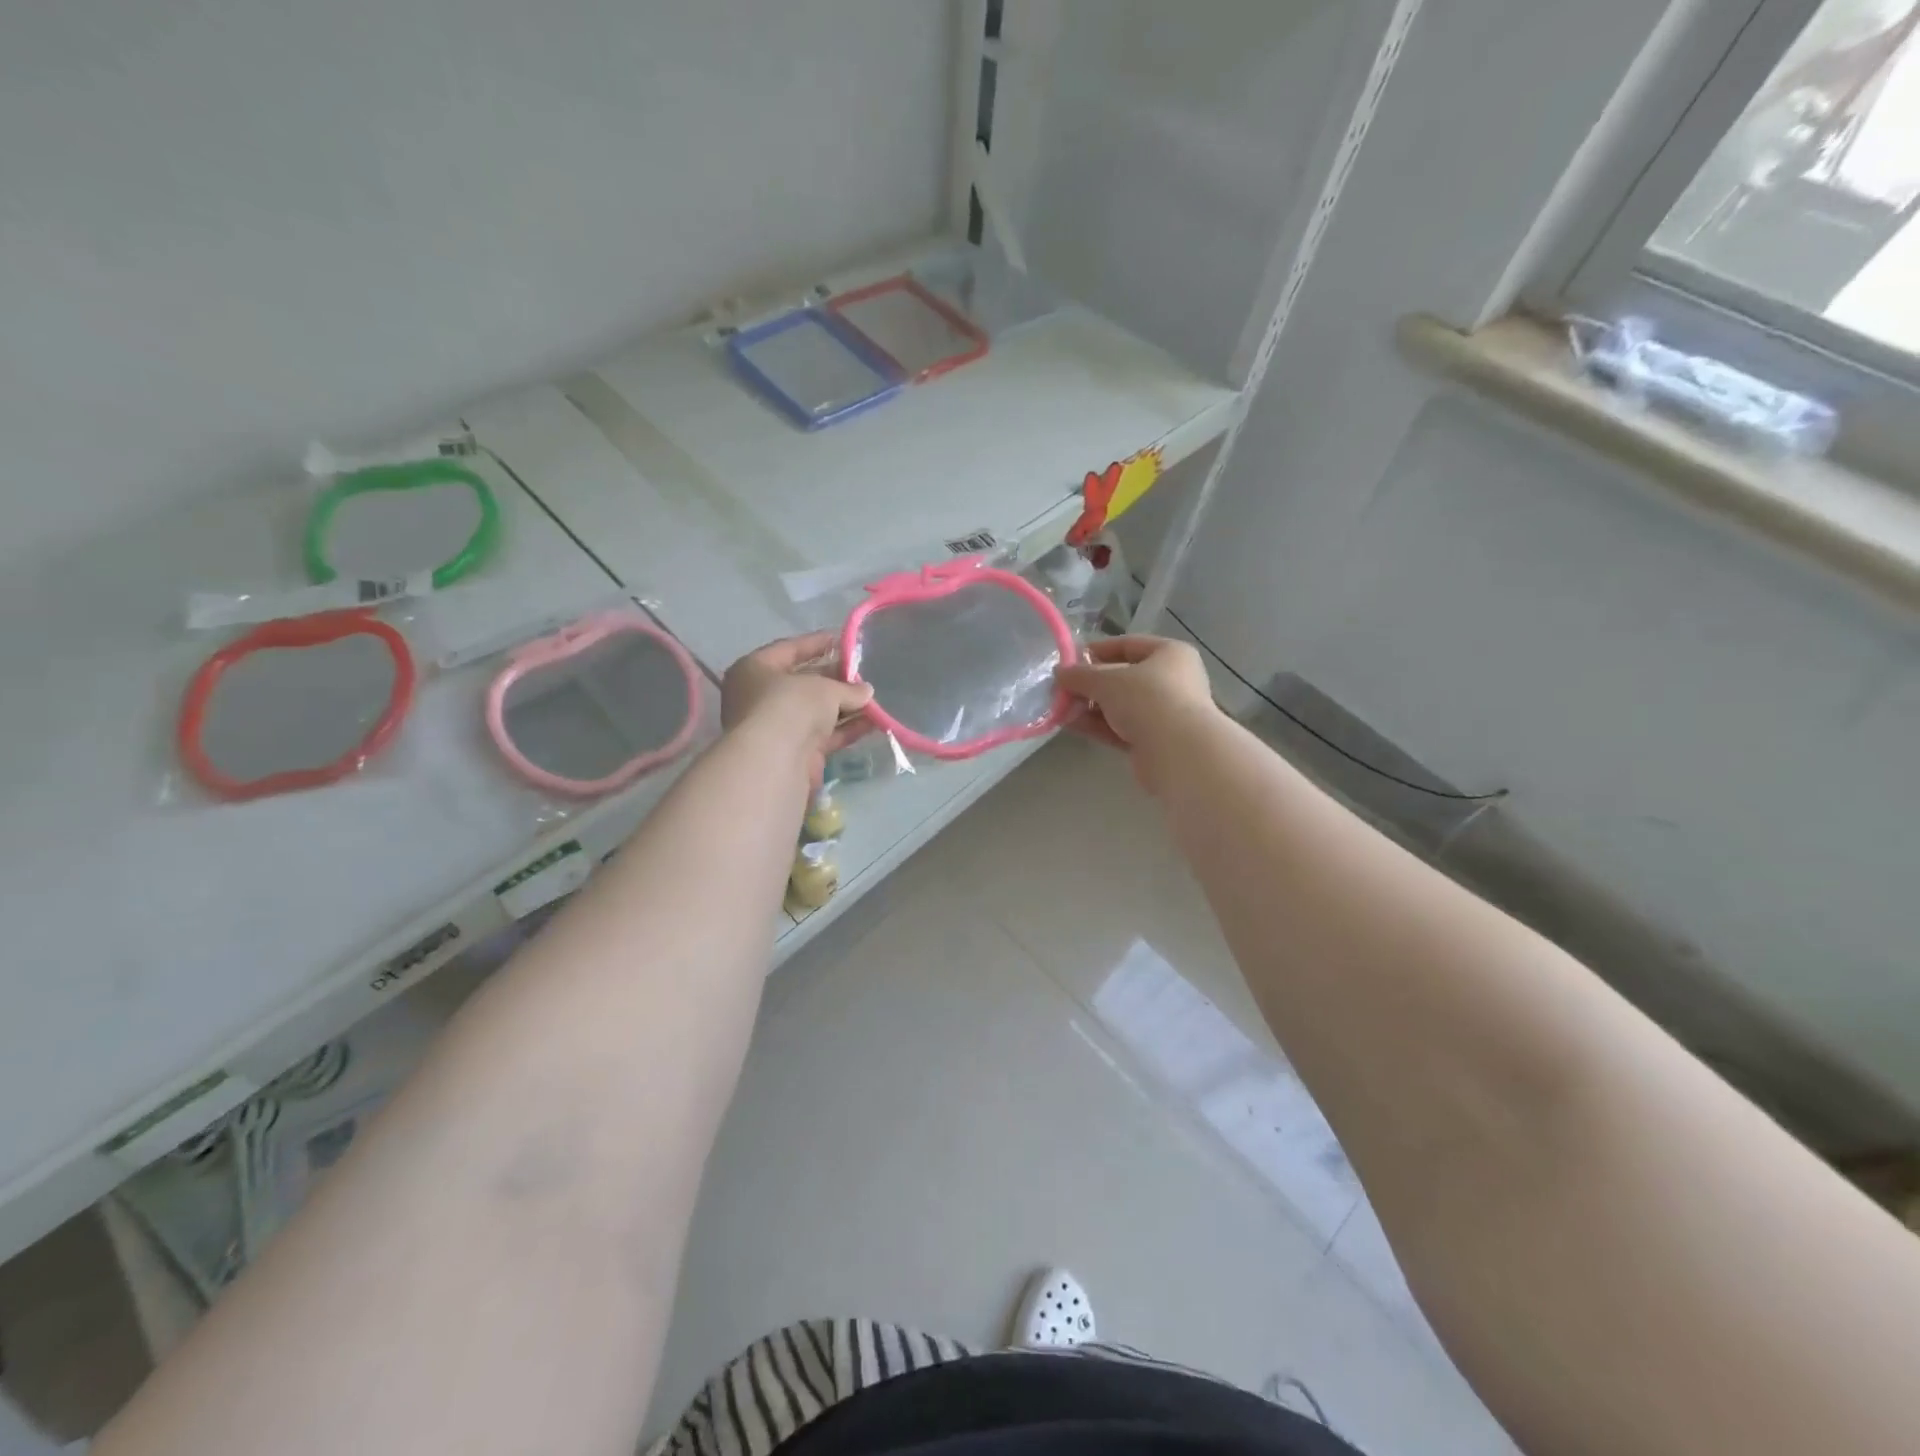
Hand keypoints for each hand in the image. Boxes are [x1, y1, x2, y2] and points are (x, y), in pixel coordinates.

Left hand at [722, 631, 872, 784]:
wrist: (775, 760)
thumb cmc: (790, 705)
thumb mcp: (824, 688)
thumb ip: (848, 688)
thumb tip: (867, 691)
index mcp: (754, 670)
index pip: (788, 649)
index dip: (817, 643)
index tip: (843, 640)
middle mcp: (760, 697)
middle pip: (803, 683)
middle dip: (835, 679)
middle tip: (863, 674)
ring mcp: (777, 727)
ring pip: (815, 711)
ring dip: (844, 706)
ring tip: (874, 699)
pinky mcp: (794, 752)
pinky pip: (824, 735)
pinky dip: (846, 728)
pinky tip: (872, 723)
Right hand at [1055, 636, 1218, 788]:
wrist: (1178, 753)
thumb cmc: (1148, 700)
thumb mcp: (1107, 681)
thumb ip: (1080, 675)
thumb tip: (1059, 673)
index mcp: (1170, 654)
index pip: (1128, 644)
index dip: (1097, 650)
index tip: (1069, 660)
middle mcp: (1171, 681)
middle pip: (1122, 677)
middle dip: (1089, 684)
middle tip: (1060, 689)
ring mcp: (1164, 713)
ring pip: (1120, 705)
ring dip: (1089, 706)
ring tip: (1059, 708)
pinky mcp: (1154, 741)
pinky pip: (1120, 728)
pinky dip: (1097, 725)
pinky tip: (1071, 725)